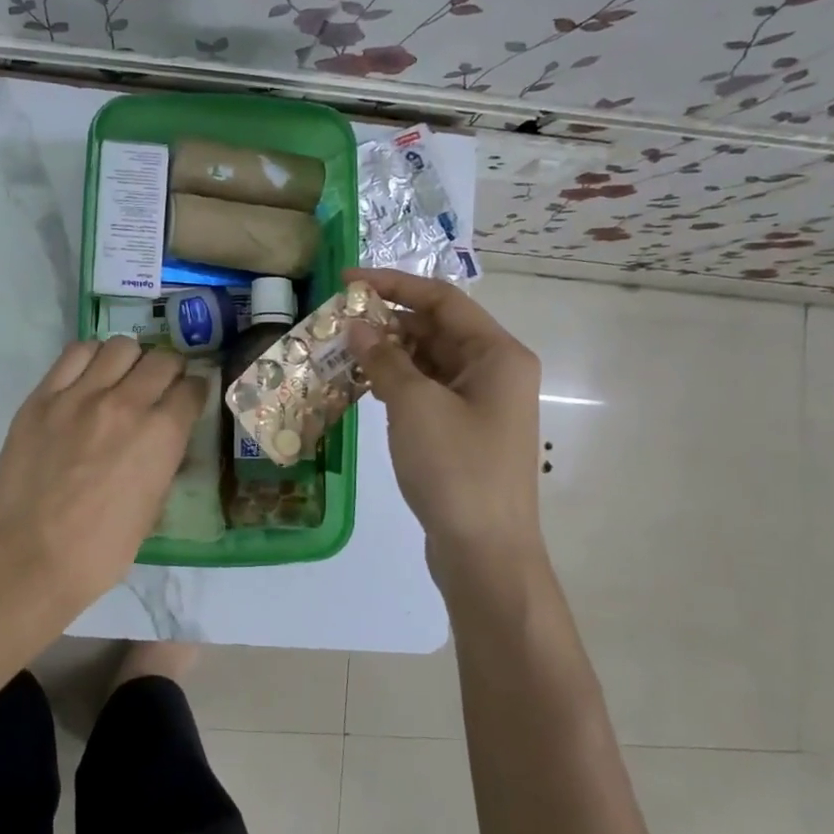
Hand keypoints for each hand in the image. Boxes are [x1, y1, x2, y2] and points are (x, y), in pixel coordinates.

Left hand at [0, 336, 207, 606]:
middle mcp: (126, 403)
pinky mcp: (43, 397)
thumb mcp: (153, 508)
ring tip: (121, 378)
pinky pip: (74, 354)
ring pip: (120, 346)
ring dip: (130, 360)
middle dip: (169, 370)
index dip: (194, 391)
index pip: (192, 388)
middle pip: (162, 359)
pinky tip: (88, 378)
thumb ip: (164, 462)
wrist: (31, 558)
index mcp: (162, 435)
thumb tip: (166, 440)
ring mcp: (80, 396)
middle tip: (159, 386)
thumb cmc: (101, 549)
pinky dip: (91, 359)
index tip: (188, 398)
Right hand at [345, 268, 545, 582]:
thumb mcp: (415, 406)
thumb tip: (357, 327)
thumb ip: (384, 359)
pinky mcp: (465, 432)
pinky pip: (428, 391)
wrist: (485, 552)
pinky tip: (363, 386)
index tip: (347, 281)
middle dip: (387, 321)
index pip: (442, 299)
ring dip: (388, 354)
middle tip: (337, 322)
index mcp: (496, 354)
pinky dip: (397, 383)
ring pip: (429, 361)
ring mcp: (481, 404)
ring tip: (341, 353)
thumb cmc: (456, 469)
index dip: (393, 284)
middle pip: (436, 328)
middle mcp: (494, 371)